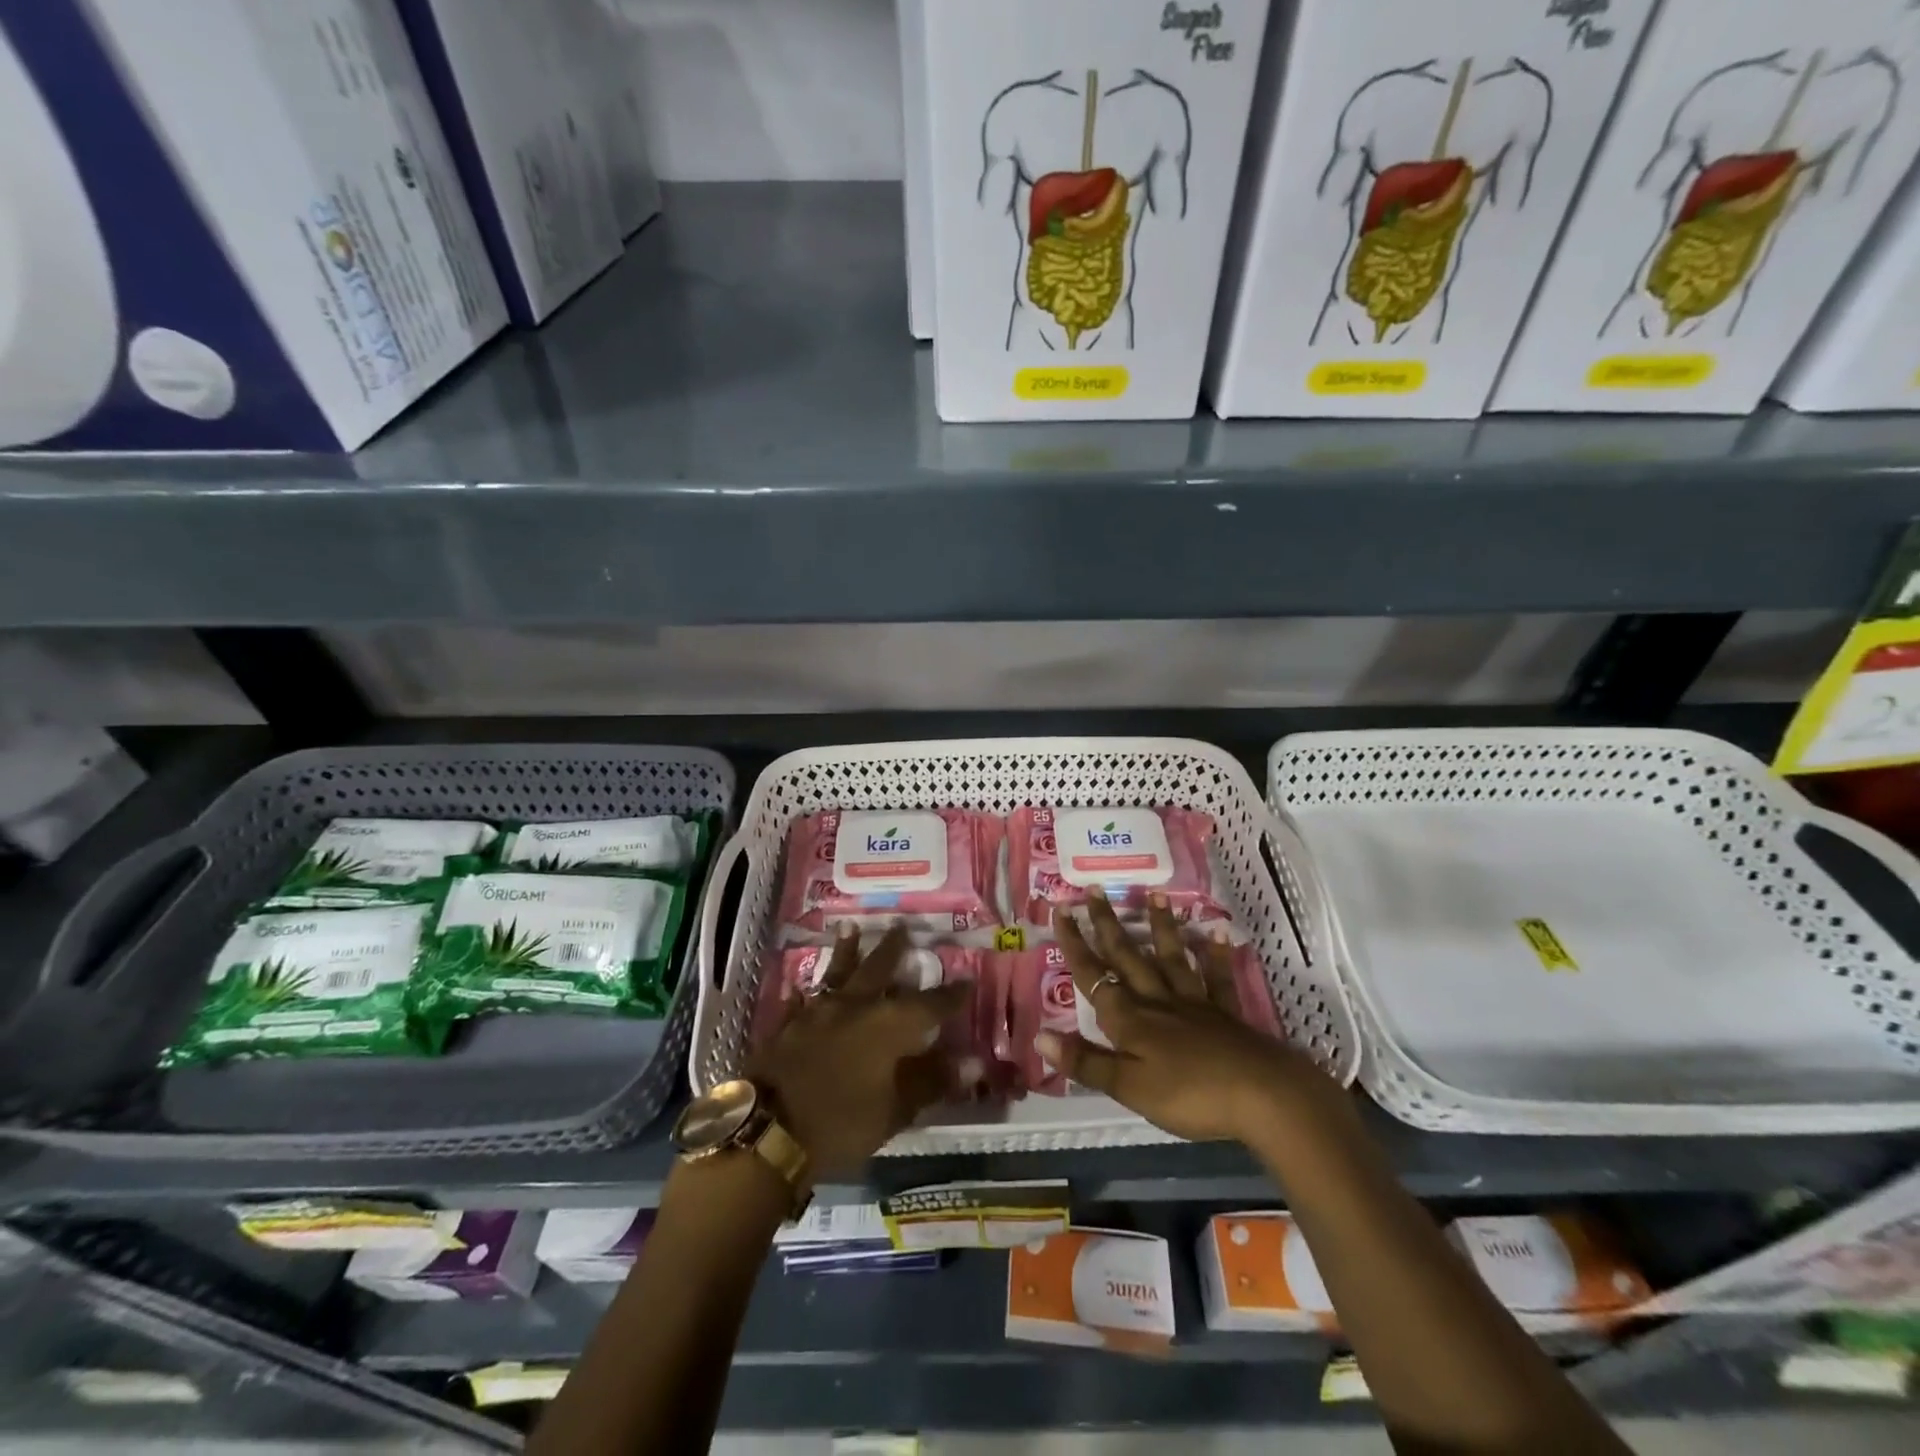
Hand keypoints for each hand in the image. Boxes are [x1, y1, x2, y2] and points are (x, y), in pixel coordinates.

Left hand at [746, 923, 972, 1180]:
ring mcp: (817, 1013)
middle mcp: (855, 1007)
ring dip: (846, 951)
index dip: (951, 995)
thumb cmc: (841, 1122)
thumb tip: (972, 1062)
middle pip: (879, 970)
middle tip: (902, 927)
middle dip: (893, 949)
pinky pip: (799, 1001)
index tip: (967, 982)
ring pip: (837, 973)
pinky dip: (803, 993)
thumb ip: (931, 1081)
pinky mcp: (787, 1026)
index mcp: (888, 1025)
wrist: (767, 1129)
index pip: (930, 1004)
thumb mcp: (895, 1110)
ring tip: (849, 928)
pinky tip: (799, 986)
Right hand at [1040, 890, 1346, 1144]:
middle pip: (1128, 957)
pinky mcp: (1225, 1013)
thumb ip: (1086, 1062)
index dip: (1075, 945)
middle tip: (1095, 890)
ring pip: (1171, 957)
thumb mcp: (1128, 1087)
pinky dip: (1216, 955)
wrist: (1262, 1096)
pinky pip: (1218, 978)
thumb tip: (1039, 1036)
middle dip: (1107, 924)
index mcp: (1130, 1019)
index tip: (1061, 910)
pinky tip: (1218, 933)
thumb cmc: (1189, 1095)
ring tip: (1155, 894)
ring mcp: (1194, 1002)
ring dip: (1161, 927)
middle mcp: (1157, 1000)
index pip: (1094, 976)